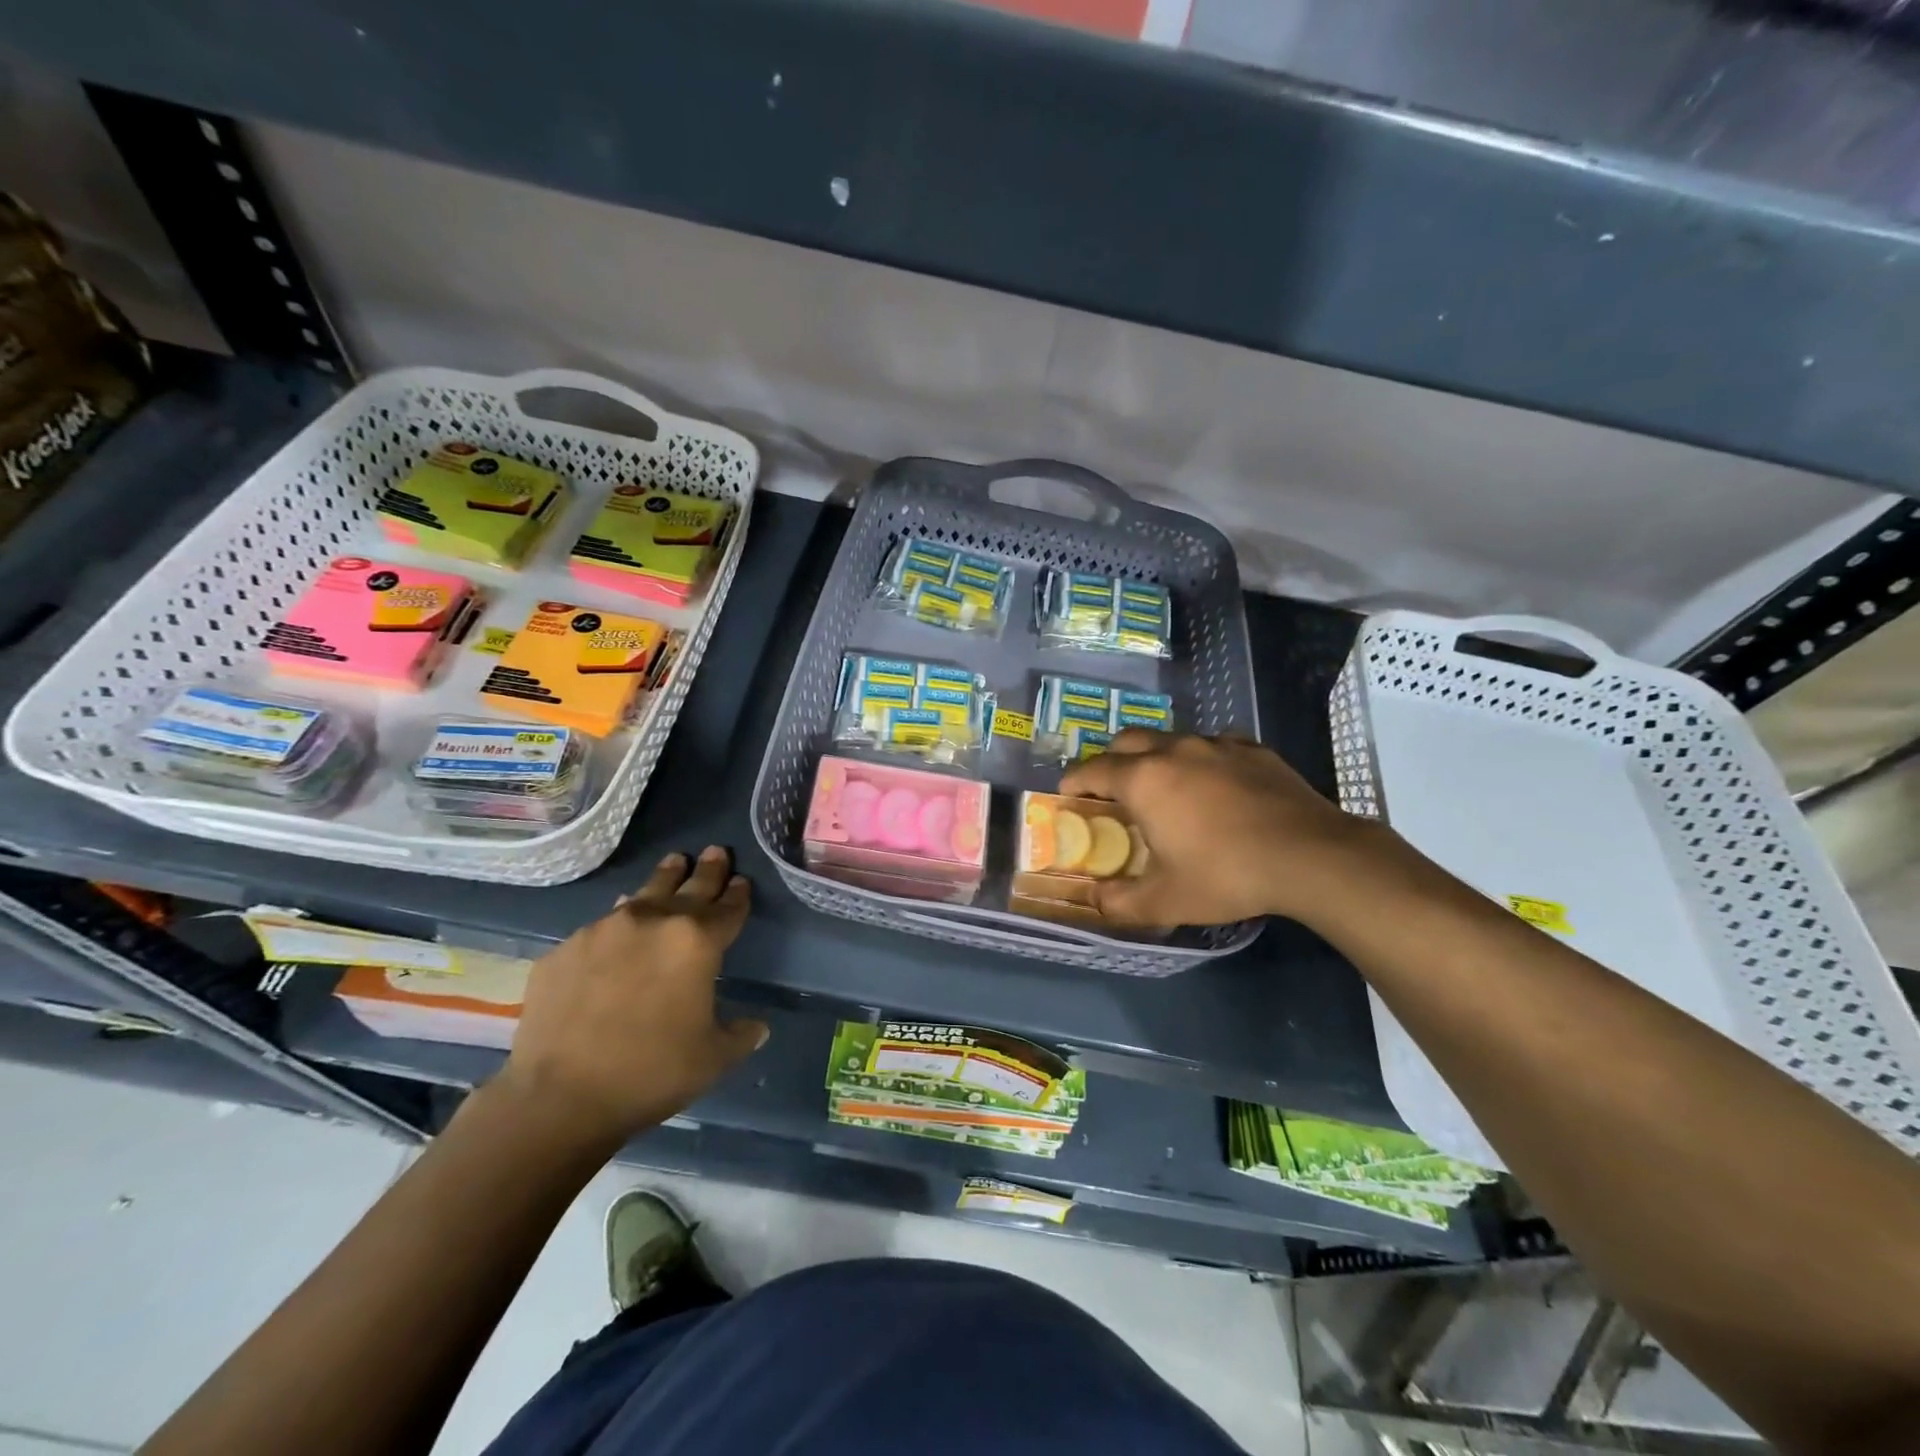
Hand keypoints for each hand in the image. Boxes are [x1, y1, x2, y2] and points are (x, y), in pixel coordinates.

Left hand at [494, 846, 767, 1146]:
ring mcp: (603, 931)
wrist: (558, 1097)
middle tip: (714, 851)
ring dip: (662, 882)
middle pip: (688, 887)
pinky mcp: (563, 951)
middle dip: (705, 870)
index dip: (738, 895)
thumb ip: (740, 1035)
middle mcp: (653, 922)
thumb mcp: (713, 1058)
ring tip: (672, 865)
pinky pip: (601, 927)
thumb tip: (757, 1027)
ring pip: (642, 896)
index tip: (742, 881)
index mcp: (697, 942)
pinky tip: (617, 933)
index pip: (727, 908)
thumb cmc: (651, 1073)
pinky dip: (618, 924)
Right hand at [1058, 731, 1385, 927]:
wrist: (1312, 856)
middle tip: (1113, 790)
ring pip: (1171, 738)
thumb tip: (1096, 900)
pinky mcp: (1252, 748)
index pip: (1092, 770)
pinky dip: (1200, 760)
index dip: (1074, 782)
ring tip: (1167, 788)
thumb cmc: (1227, 875)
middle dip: (1111, 760)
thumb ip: (1120, 902)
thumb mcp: (1166, 901)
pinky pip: (1213, 745)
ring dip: (1156, 757)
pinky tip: (1216, 786)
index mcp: (1144, 780)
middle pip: (1127, 740)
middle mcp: (1174, 750)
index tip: (1068, 795)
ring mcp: (1216, 744)